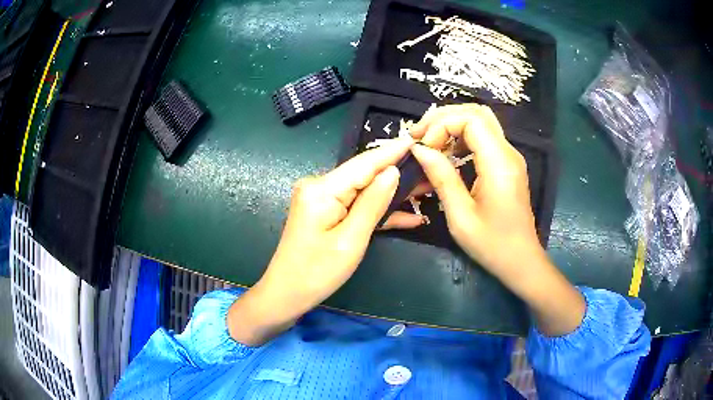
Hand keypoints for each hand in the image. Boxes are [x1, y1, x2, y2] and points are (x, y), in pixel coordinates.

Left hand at [228, 137, 418, 344]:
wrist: (286, 294)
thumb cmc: (316, 273)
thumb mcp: (351, 240)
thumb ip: (372, 204)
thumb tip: (392, 172)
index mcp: (322, 189)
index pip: (364, 164)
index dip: (392, 152)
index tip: (417, 139)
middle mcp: (319, 186)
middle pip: (364, 174)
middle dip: (397, 173)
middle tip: (429, 170)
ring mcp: (321, 198)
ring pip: (363, 190)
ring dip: (391, 194)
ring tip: (425, 189)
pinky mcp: (324, 210)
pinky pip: (354, 205)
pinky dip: (376, 211)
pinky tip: (407, 216)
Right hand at [410, 104, 584, 335]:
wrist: (521, 261)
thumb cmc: (492, 245)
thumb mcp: (460, 216)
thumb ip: (441, 177)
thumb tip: (419, 149)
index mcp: (499, 164)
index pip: (471, 120)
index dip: (442, 126)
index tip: (424, 148)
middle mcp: (508, 152)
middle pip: (477, 113)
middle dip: (444, 117)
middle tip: (419, 135)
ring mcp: (510, 157)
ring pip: (481, 121)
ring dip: (453, 124)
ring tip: (429, 140)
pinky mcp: (507, 164)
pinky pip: (485, 137)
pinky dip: (462, 136)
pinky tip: (448, 152)